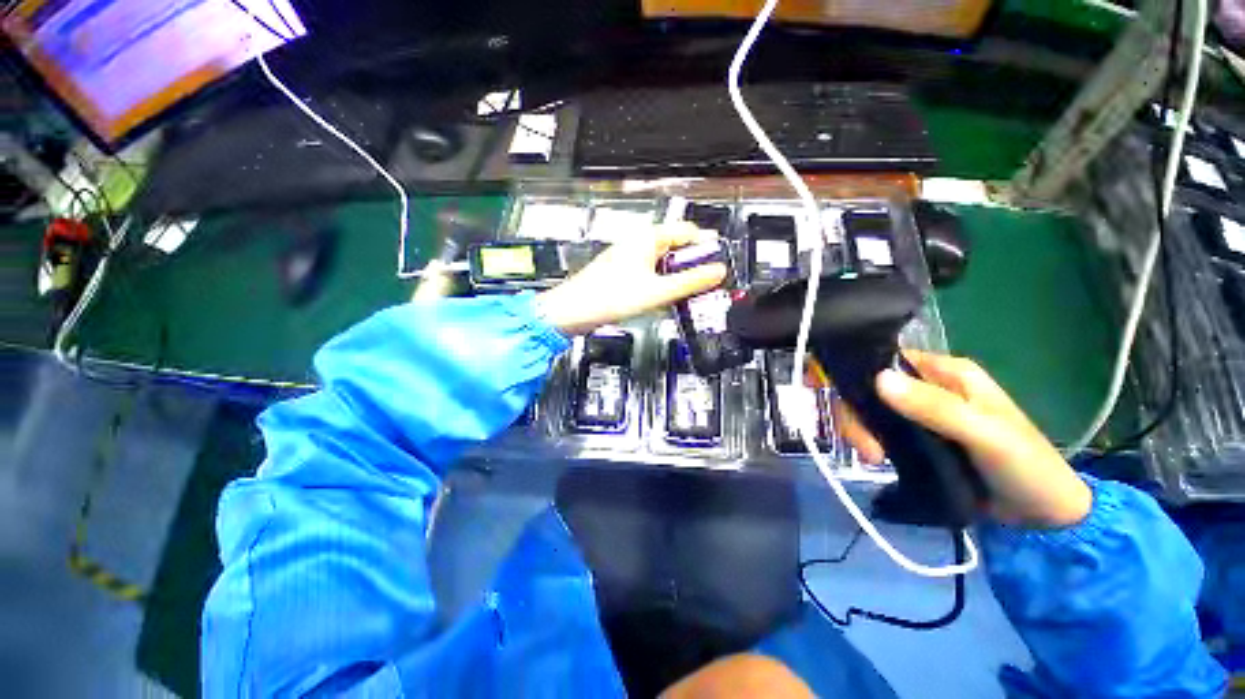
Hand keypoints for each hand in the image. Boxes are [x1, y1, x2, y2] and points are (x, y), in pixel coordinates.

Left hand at [535, 223, 726, 334]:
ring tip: (685, 292)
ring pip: (663, 261)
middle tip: (704, 282)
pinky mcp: (622, 273)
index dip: (705, 245)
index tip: (717, 262)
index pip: (686, 230)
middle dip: (692, 263)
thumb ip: (690, 282)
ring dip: (677, 274)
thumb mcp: (657, 292)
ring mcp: (628, 258)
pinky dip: (662, 282)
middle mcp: (638, 243)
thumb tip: (717, 272)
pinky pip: (650, 272)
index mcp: (647, 239)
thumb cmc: (609, 298)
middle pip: (676, 246)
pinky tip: (663, 297)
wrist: (572, 312)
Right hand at [837, 350, 1091, 528]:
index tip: (826, 391)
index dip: (853, 369)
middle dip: (856, 414)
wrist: (1043, 515)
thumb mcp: (984, 434)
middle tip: (865, 448)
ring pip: (869, 409)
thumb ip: (935, 407)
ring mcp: (920, 413)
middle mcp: (927, 386)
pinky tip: (875, 459)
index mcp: (946, 372)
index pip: (886, 359)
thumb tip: (877, 379)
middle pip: (869, 387)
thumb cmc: (1024, 466)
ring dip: (860, 431)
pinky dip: (868, 441)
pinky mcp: (916, 438)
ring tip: (873, 459)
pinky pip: (878, 430)